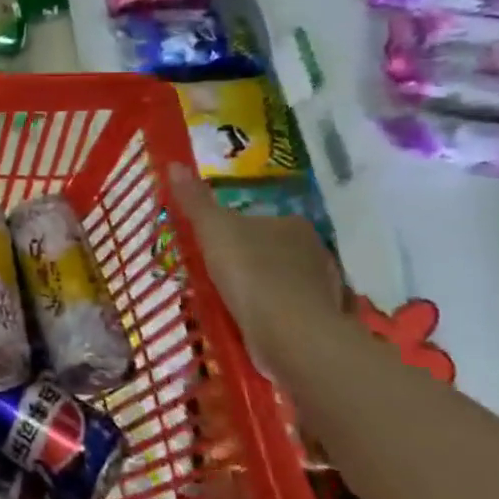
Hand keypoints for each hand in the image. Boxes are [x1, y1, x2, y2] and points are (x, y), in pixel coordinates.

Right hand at [169, 165, 343, 373]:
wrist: (289, 333)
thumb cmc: (250, 272)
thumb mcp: (213, 229)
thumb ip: (195, 200)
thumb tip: (175, 164)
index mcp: (293, 225)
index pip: (263, 219)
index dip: (238, 229)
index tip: (214, 244)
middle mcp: (316, 252)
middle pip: (276, 249)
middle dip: (252, 259)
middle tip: (218, 272)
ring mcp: (324, 290)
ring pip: (287, 282)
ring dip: (264, 289)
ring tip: (232, 301)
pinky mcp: (321, 323)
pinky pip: (291, 312)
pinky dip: (275, 315)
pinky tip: (253, 324)